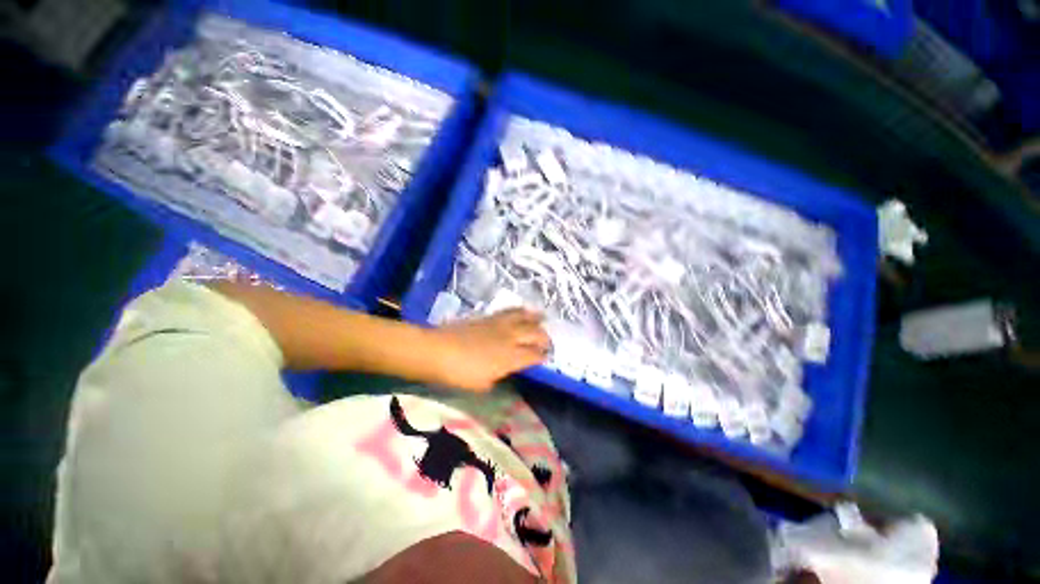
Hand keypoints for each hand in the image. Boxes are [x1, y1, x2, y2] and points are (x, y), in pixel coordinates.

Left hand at [431, 308, 551, 391]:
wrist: (437, 350)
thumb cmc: (459, 373)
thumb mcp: (482, 384)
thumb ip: (498, 376)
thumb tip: (504, 372)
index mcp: (510, 357)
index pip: (534, 355)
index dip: (542, 356)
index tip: (545, 358)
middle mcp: (510, 338)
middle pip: (535, 334)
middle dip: (544, 338)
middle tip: (547, 341)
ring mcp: (500, 325)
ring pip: (524, 318)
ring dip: (536, 319)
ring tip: (543, 318)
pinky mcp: (489, 317)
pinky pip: (509, 311)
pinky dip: (520, 310)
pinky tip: (522, 310)